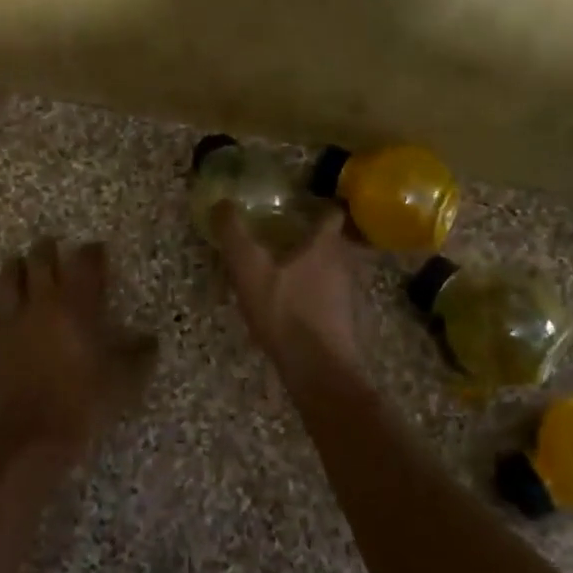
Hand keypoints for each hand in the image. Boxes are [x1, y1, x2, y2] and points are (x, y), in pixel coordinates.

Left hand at [0, 238, 156, 459]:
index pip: (85, 262)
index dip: (92, 251)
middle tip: (54, 248)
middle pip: (41, 259)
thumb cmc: (86, 400)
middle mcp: (42, 302)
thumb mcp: (125, 378)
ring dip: (17, 269)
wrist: (35, 432)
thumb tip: (150, 339)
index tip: (97, 249)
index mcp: (77, 304)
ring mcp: (10, 319)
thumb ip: (140, 353)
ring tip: (22, 269)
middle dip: (48, 249)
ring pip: (8, 278)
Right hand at [209, 203, 360, 373]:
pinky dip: (317, 294)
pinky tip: (295, 305)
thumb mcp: (249, 269)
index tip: (295, 207)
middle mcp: (344, 263)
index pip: (330, 212)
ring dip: (315, 267)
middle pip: (333, 241)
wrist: (320, 370)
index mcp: (325, 245)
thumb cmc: (286, 312)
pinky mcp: (347, 320)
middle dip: (312, 237)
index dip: (315, 206)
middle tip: (284, 238)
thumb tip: (222, 203)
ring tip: (287, 272)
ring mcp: (350, 293)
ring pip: (334, 269)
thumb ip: (234, 235)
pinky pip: (332, 296)